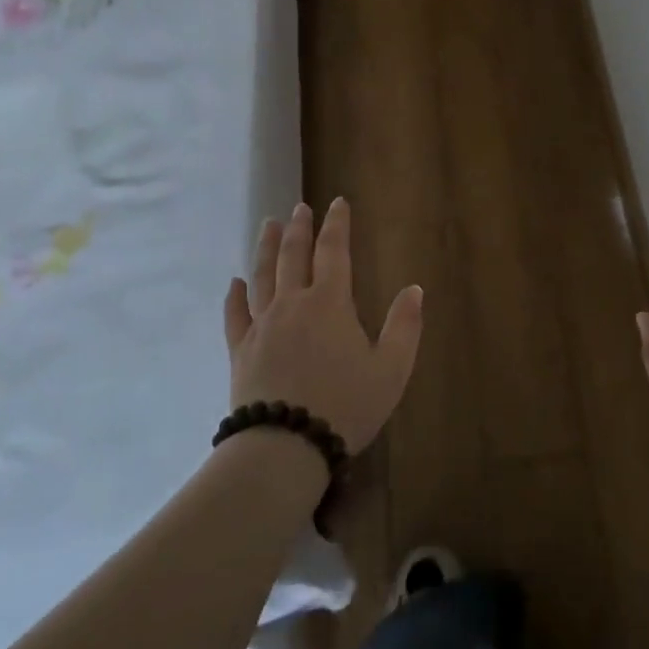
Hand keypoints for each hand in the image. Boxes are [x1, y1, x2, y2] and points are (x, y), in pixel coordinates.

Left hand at [222, 198, 423, 452]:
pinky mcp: (240, 350)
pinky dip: (235, 295)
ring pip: (263, 276)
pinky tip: (234, 282)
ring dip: (267, 248)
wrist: (286, 445)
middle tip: (300, 208)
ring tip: (269, 225)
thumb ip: (404, 326)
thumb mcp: (391, 369)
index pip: (334, 252)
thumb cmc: (346, 405)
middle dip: (299, 229)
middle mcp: (293, 304)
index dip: (337, 225)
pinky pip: (235, 314)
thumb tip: (414, 288)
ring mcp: (262, 325)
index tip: (336, 202)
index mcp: (330, 303)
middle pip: (294, 256)